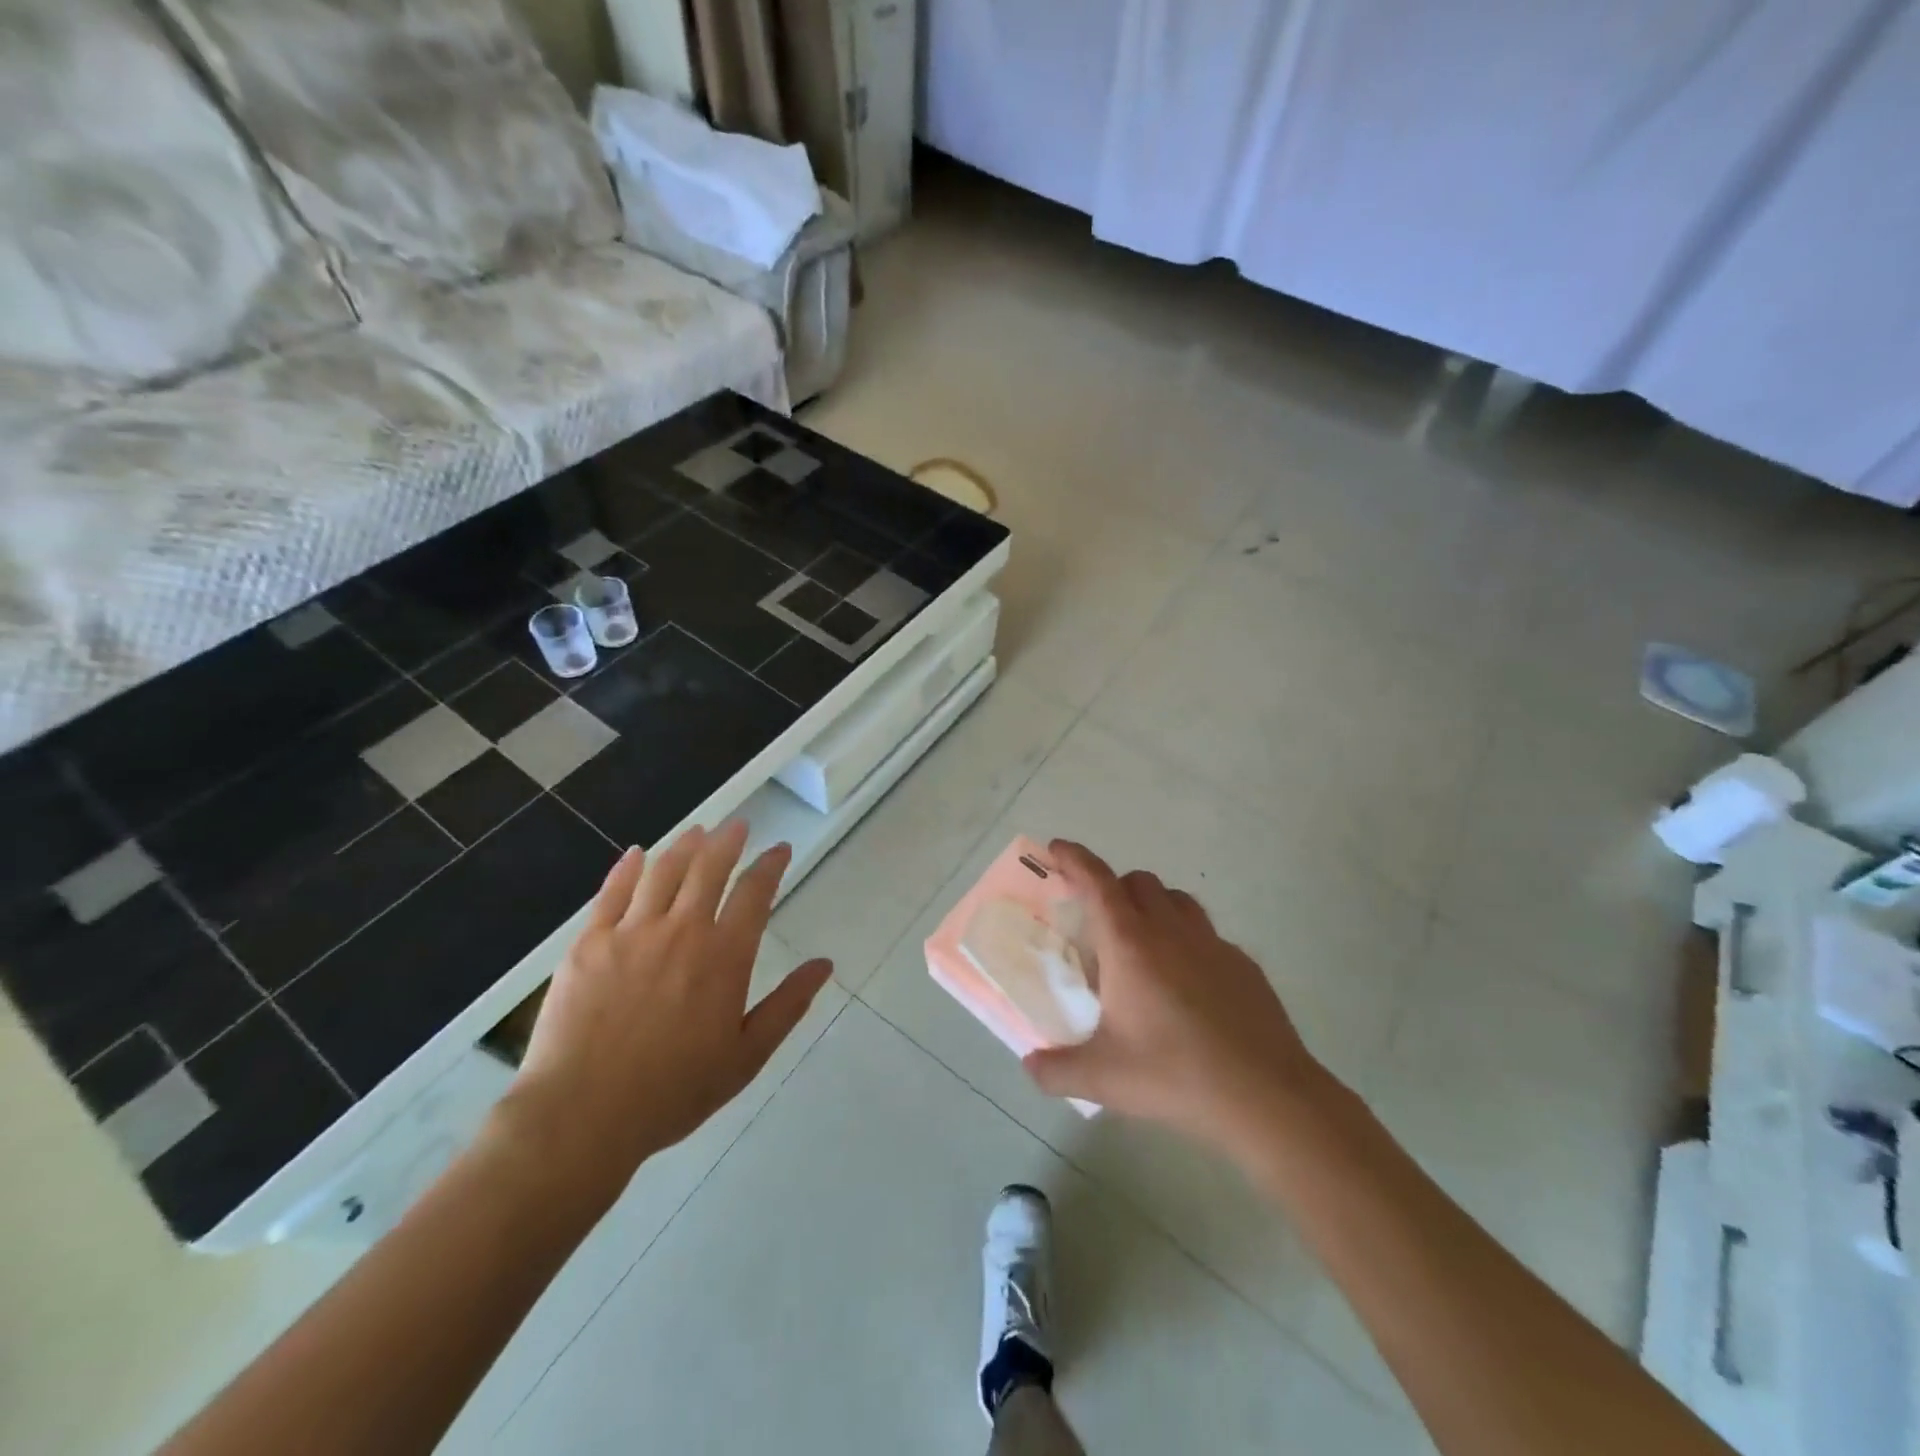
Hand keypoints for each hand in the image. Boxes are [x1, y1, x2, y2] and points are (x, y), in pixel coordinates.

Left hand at [499, 823, 831, 1210]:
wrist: (582, 1115)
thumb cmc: (674, 1092)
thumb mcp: (746, 1057)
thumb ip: (787, 1006)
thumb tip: (824, 965)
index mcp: (724, 957)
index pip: (754, 893)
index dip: (770, 866)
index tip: (780, 850)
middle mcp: (682, 931)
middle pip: (709, 868)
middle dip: (728, 841)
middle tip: (738, 826)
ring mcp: (631, 932)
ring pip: (664, 871)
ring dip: (685, 845)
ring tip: (698, 832)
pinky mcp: (589, 943)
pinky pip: (612, 892)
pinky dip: (628, 867)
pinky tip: (637, 853)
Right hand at [1021, 840, 1335, 1160]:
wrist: (1266, 1096)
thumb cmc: (1174, 1075)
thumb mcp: (1103, 1079)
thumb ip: (1057, 1070)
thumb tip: (1031, 1066)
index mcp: (1130, 943)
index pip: (1097, 881)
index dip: (1074, 858)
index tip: (1057, 848)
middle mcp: (1171, 931)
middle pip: (1138, 881)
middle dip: (1113, 887)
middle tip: (1098, 922)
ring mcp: (1213, 944)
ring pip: (1177, 899)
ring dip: (1153, 906)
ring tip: (1142, 945)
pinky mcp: (1244, 964)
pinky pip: (1207, 934)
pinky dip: (1188, 941)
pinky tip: (1188, 985)